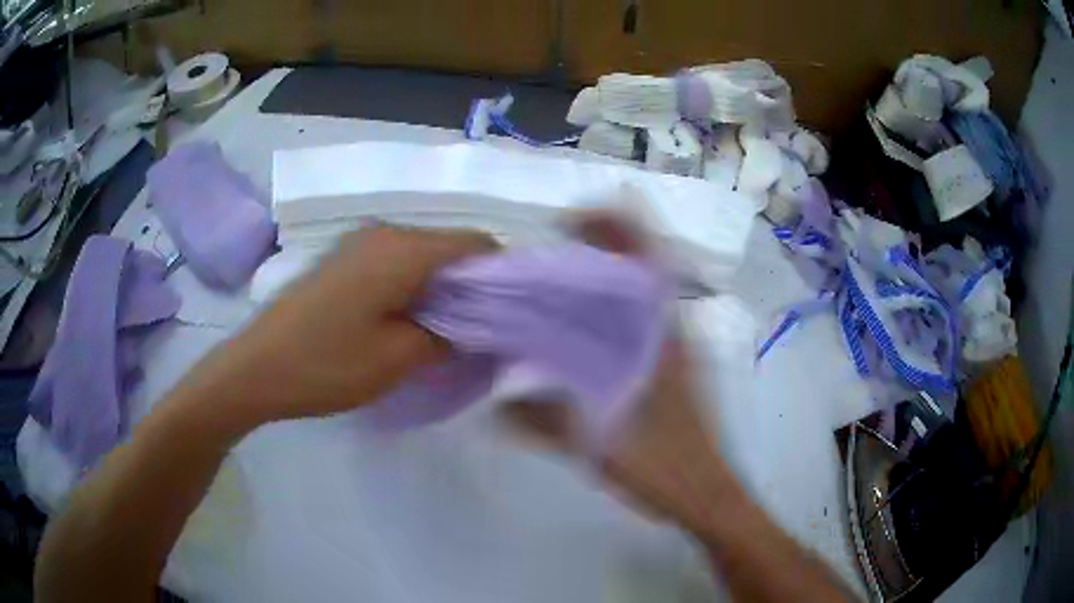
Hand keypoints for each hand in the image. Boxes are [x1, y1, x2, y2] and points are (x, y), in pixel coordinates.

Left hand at [204, 225, 495, 423]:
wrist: (256, 368)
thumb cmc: (327, 364)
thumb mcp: (399, 358)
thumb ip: (449, 336)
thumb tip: (475, 326)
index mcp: (404, 249)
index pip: (476, 243)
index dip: (501, 274)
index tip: (509, 313)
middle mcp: (385, 232)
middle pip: (450, 247)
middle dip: (472, 285)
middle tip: (480, 331)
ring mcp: (360, 244)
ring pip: (423, 257)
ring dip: (443, 289)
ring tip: (446, 332)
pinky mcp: (344, 261)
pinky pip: (396, 264)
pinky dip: (415, 288)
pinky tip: (409, 322)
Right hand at [506, 212, 736, 531]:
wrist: (704, 494)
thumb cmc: (664, 466)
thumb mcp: (599, 445)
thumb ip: (544, 422)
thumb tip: (494, 403)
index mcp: (659, 337)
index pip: (647, 260)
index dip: (617, 226)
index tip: (574, 218)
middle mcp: (666, 333)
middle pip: (640, 268)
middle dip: (603, 244)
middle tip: (553, 244)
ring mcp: (669, 350)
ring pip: (637, 295)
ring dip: (605, 275)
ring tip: (557, 276)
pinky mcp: (665, 369)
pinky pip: (634, 324)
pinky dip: (608, 310)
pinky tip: (575, 327)